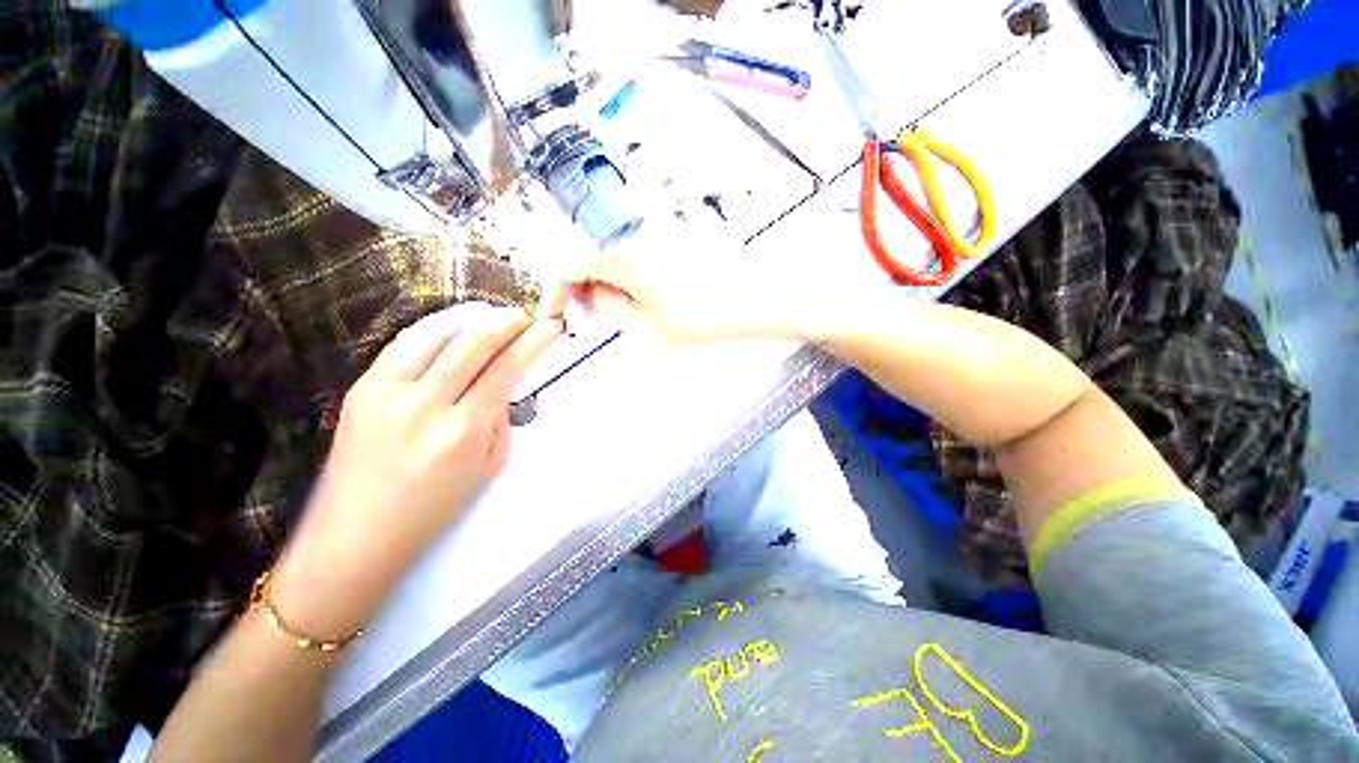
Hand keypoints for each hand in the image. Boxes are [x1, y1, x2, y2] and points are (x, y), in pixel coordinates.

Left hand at [271, 303, 561, 637]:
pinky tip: (454, 328)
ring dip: (471, 317)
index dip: (534, 342)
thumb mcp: (489, 466)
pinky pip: (405, 343)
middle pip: (473, 341)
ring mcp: (386, 392)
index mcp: (462, 431)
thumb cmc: (434, 508)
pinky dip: (436, 328)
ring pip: (436, 332)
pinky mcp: (361, 387)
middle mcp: (424, 405)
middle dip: (506, 321)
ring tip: (492, 317)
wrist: (357, 534)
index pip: (507, 369)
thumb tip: (506, 381)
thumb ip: (500, 418)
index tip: (550, 328)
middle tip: (523, 317)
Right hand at [563, 217, 818, 343]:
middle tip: (592, 315)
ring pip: (617, 255)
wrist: (754, 297)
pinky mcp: (675, 236)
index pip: (570, 264)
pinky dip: (632, 273)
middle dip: (585, 286)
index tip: (558, 310)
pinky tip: (645, 294)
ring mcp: (657, 232)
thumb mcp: (648, 327)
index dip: (557, 289)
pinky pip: (640, 252)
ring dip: (610, 281)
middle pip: (593, 257)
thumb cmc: (701, 317)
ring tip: (620, 309)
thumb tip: (591, 294)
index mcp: (621, 257)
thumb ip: (611, 308)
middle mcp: (634, 235)